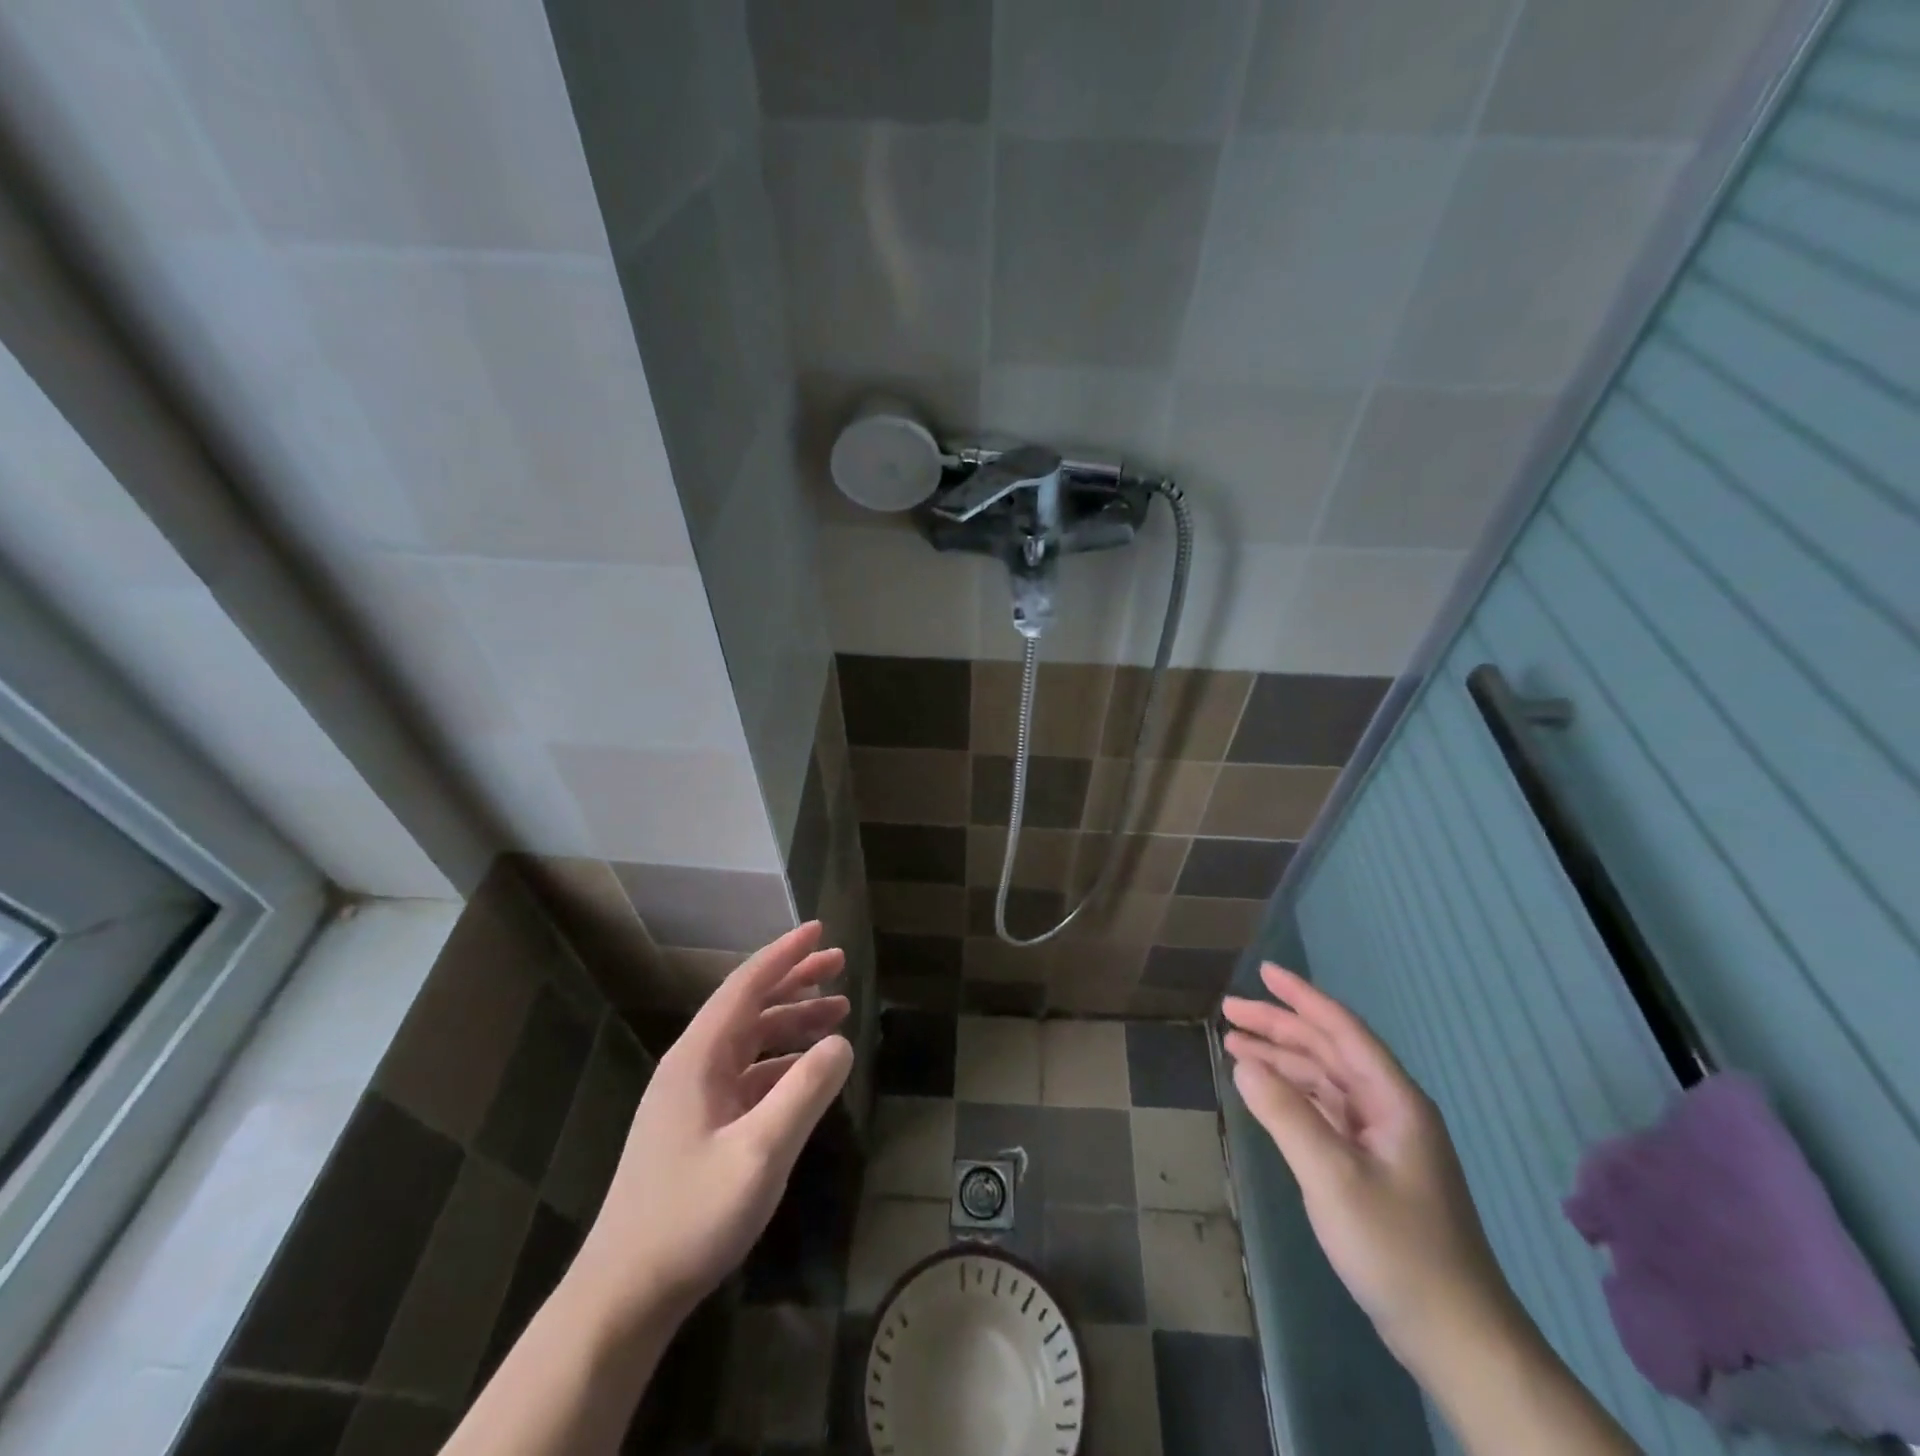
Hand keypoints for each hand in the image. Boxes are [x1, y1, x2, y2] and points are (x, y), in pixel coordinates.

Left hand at [574, 922, 853, 1323]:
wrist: (623, 1295)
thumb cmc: (690, 1217)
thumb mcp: (760, 1153)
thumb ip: (805, 1091)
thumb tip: (841, 1041)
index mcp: (698, 1058)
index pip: (746, 986)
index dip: (784, 955)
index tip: (819, 930)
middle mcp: (692, 1067)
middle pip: (749, 1006)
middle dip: (795, 980)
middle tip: (839, 963)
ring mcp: (692, 1098)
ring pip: (750, 1040)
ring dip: (792, 1021)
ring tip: (837, 1011)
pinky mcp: (697, 1127)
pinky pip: (747, 1075)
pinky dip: (781, 1061)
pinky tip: (807, 1070)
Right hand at [1222, 964, 1516, 1374]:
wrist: (1457, 1339)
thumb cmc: (1398, 1249)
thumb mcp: (1332, 1177)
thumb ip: (1285, 1114)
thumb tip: (1243, 1062)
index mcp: (1393, 1100)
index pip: (1342, 1029)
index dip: (1301, 997)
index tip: (1263, 971)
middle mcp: (1389, 1109)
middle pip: (1328, 1050)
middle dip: (1279, 1026)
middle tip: (1229, 1012)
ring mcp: (1383, 1140)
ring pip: (1324, 1081)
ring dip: (1281, 1060)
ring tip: (1234, 1045)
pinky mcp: (1373, 1167)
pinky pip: (1325, 1111)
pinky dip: (1292, 1095)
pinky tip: (1265, 1093)